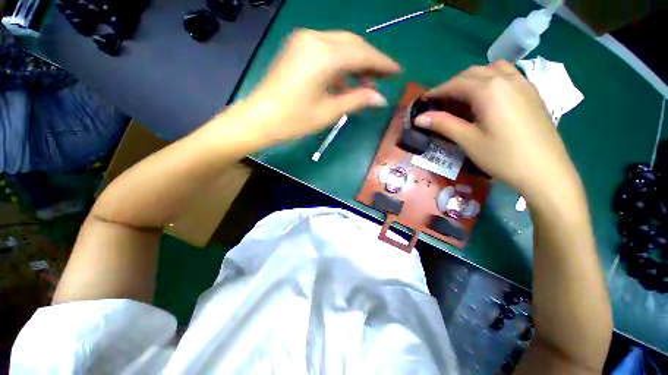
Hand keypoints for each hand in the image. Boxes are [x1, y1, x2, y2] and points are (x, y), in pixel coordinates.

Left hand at [244, 29, 400, 143]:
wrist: (260, 119)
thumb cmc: (295, 120)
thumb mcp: (330, 111)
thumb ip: (357, 100)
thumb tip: (382, 99)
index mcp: (324, 56)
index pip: (362, 54)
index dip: (382, 63)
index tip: (397, 71)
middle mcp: (315, 39)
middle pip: (353, 44)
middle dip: (371, 59)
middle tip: (384, 77)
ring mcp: (303, 40)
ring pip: (340, 44)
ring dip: (356, 61)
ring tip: (367, 83)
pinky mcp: (297, 47)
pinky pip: (327, 49)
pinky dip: (340, 62)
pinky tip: (346, 79)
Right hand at [414, 61, 579, 199]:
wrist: (546, 171)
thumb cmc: (503, 157)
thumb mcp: (468, 141)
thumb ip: (443, 124)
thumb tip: (419, 118)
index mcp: (489, 90)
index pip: (456, 84)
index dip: (437, 91)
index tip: (423, 101)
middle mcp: (507, 79)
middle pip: (473, 73)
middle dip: (452, 84)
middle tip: (439, 101)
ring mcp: (523, 84)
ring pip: (492, 69)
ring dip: (472, 78)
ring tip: (462, 96)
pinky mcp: (532, 93)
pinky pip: (507, 75)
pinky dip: (490, 79)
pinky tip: (487, 97)